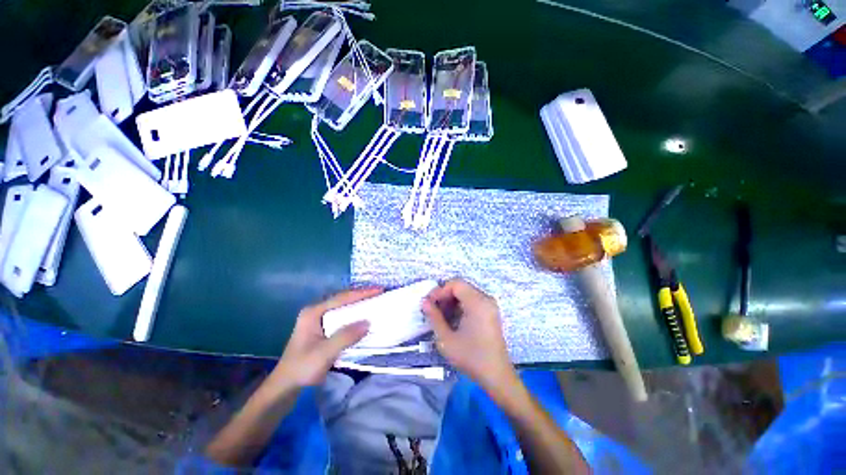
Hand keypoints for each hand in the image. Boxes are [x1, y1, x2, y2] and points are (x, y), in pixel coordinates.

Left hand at [270, 288, 380, 390]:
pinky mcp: (324, 328)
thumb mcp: (324, 353)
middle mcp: (317, 311)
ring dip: (359, 304)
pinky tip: (365, 316)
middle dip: (362, 296)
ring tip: (376, 301)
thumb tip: (368, 322)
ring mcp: (319, 319)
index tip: (379, 290)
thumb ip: (345, 337)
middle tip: (379, 294)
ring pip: (344, 307)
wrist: (286, 386)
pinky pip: (343, 317)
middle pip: (343, 299)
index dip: (361, 293)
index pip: (341, 298)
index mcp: (313, 312)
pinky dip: (355, 315)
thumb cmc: (302, 368)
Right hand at [422, 279, 517, 392]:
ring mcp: (490, 305)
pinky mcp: (490, 312)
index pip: (455, 284)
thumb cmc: (471, 357)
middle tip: (433, 309)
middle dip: (445, 295)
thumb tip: (424, 302)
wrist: (496, 376)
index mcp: (477, 302)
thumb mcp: (446, 339)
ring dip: (452, 300)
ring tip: (441, 315)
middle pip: (461, 287)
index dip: (440, 291)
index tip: (429, 303)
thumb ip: (434, 317)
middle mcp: (486, 299)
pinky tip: (453, 319)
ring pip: (466, 293)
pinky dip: (461, 305)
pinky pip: (473, 300)